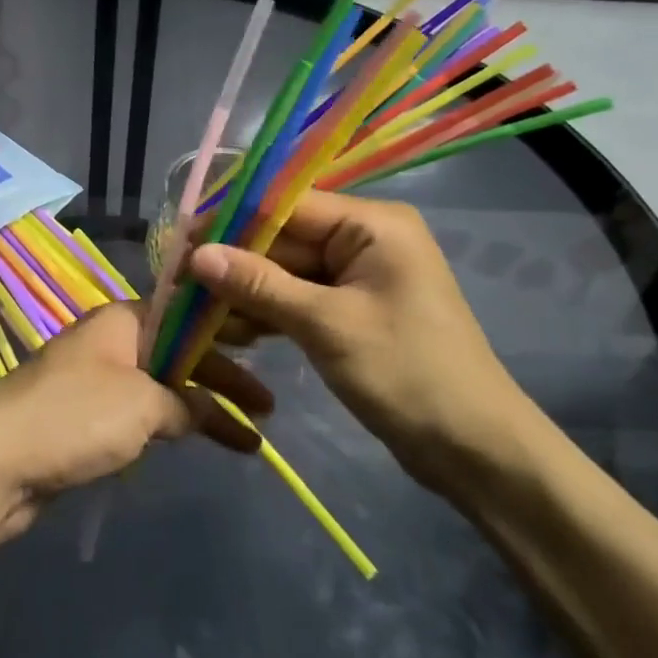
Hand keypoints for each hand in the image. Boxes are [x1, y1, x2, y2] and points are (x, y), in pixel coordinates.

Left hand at [0, 303, 274, 541]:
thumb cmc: (74, 417)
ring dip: (201, 408)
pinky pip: (140, 413)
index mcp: (123, 320)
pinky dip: (170, 424)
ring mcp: (95, 379)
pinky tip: (195, 441)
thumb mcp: (142, 405)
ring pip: (162, 386)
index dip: (225, 333)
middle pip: (178, 353)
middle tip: (268, 409)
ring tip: (247, 438)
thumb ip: (182, 404)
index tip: (263, 350)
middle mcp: (111, 341)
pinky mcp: (84, 417)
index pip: (186, 315)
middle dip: (223, 380)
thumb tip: (200, 413)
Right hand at [187, 191, 533, 493]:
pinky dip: (268, 311)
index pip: (287, 205)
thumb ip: (260, 284)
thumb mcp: (326, 326)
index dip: (232, 221)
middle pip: (284, 238)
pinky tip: (230, 328)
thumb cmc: (408, 374)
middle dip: (235, 260)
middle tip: (180, 282)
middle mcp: (365, 238)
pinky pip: (300, 297)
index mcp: (372, 224)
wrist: (477, 452)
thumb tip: (197, 255)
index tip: (182, 240)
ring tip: (196, 310)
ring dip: (246, 289)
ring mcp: (359, 276)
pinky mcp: (352, 309)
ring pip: (286, 270)